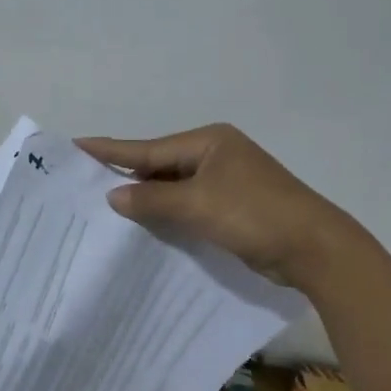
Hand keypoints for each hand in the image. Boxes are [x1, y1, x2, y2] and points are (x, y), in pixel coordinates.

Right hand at [75, 124, 360, 290]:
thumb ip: (152, 200)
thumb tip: (113, 196)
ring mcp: (225, 182)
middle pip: (159, 166)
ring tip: (103, 206)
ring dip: (146, 199)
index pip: (148, 148)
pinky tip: (143, 225)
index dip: (111, 150)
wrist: (314, 248)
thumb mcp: (198, 205)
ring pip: (173, 188)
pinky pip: (187, 205)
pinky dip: (166, 214)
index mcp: (208, 142)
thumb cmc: (254, 215)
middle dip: (125, 177)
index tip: (75, 146)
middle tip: (83, 183)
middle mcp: (215, 155)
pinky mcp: (231, 208)